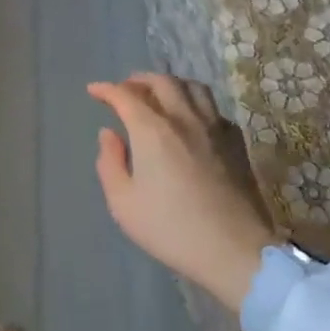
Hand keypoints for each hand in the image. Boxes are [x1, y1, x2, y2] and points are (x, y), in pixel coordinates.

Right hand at [88, 74, 276, 307]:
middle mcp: (184, 119)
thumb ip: (110, 162)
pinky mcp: (236, 143)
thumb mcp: (123, 203)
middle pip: (162, 82)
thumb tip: (109, 134)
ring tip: (159, 95)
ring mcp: (214, 128)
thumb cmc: (170, 229)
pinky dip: (195, 104)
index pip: (125, 96)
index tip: (94, 90)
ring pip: (193, 88)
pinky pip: (213, 109)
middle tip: (125, 89)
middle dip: (138, 80)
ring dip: (171, 85)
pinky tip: (191, 120)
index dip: (106, 90)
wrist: (234, 250)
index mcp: (152, 131)